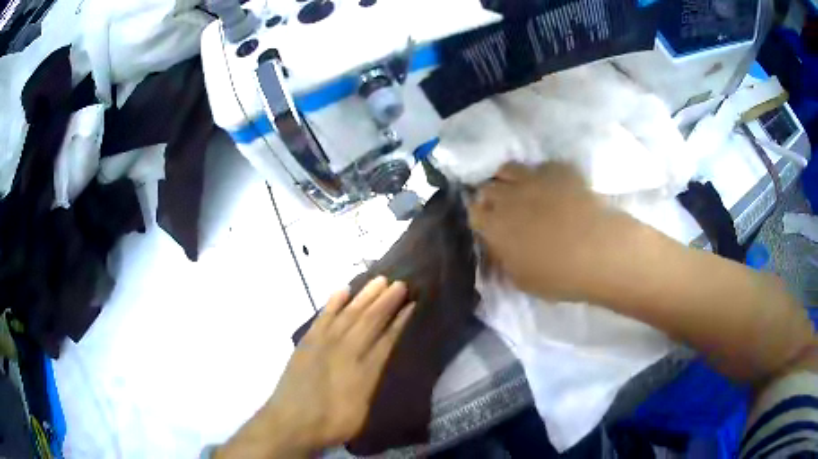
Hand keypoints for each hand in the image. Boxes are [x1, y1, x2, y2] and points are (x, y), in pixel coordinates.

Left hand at [217, 277, 414, 457]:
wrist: (291, 422)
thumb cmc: (332, 423)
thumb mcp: (363, 411)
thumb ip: (374, 382)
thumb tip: (383, 359)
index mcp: (364, 369)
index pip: (387, 339)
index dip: (400, 321)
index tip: (412, 304)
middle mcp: (346, 351)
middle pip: (369, 320)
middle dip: (386, 301)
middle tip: (401, 283)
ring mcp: (324, 343)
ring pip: (348, 314)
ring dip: (365, 296)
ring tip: (379, 280)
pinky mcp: (307, 342)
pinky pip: (322, 317)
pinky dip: (333, 303)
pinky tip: (343, 290)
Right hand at [468, 162, 623, 300]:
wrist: (599, 250)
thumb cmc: (558, 275)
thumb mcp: (522, 281)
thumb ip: (505, 262)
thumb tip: (499, 250)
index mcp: (494, 226)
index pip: (473, 212)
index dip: (480, 217)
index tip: (489, 225)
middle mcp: (508, 196)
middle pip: (488, 187)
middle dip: (492, 196)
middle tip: (505, 209)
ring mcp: (533, 178)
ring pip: (509, 168)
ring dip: (510, 179)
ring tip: (522, 190)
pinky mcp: (558, 170)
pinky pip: (541, 166)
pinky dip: (542, 175)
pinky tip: (553, 187)